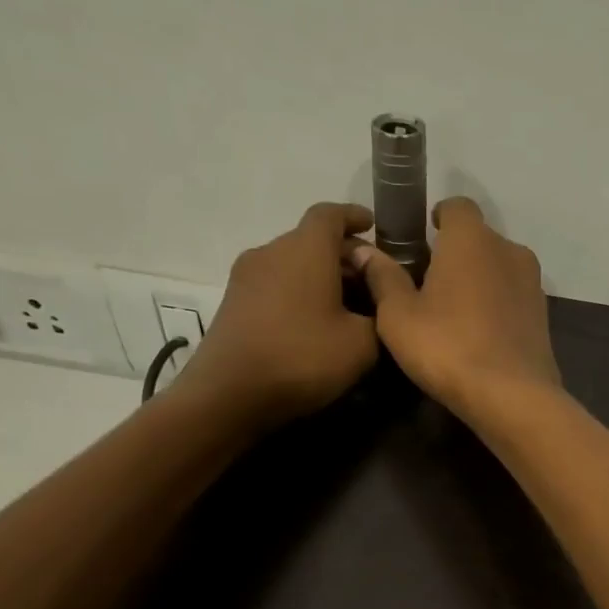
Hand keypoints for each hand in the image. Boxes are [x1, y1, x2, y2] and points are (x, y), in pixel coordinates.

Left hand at [170, 203, 378, 428]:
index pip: (330, 214)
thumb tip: (379, 306)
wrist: (229, 395)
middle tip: (372, 281)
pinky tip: (316, 322)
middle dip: (344, 255)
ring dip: (321, 276)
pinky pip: (276, 284)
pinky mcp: (234, 302)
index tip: (373, 226)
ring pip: (293, 263)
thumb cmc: (302, 358)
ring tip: (347, 306)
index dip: (354, 216)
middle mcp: (272, 251)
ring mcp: (247, 277)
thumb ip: (380, 315)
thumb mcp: (362, 344)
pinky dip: (300, 292)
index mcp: (306, 250)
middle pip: (312, 239)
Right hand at [355, 198, 560, 421]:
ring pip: (499, 267)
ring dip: (478, 278)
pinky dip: (496, 302)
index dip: (439, 217)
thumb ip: (382, 277)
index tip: (423, 237)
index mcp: (472, 239)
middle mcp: (509, 250)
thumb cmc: (447, 346)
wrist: (512, 395)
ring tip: (453, 310)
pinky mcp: (543, 314)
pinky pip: (513, 295)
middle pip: (479, 238)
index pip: (457, 206)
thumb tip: (364, 250)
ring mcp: (533, 282)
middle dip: (456, 252)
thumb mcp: (399, 315)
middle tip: (428, 281)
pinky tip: (478, 332)